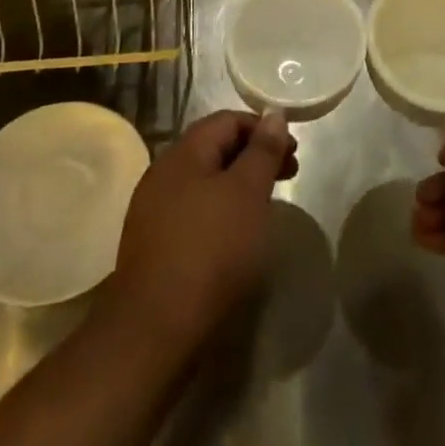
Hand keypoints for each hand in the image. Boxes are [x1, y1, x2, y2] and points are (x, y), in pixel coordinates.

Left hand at [107, 109, 297, 357]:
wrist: (154, 330)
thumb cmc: (210, 250)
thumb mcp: (248, 193)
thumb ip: (263, 151)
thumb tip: (274, 116)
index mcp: (184, 153)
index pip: (227, 121)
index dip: (263, 128)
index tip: (292, 152)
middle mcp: (163, 173)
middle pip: (214, 149)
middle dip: (254, 157)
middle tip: (288, 176)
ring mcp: (153, 211)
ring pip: (204, 182)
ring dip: (238, 185)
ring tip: (265, 207)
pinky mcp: (153, 245)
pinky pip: (193, 212)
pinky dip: (220, 212)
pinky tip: (236, 236)